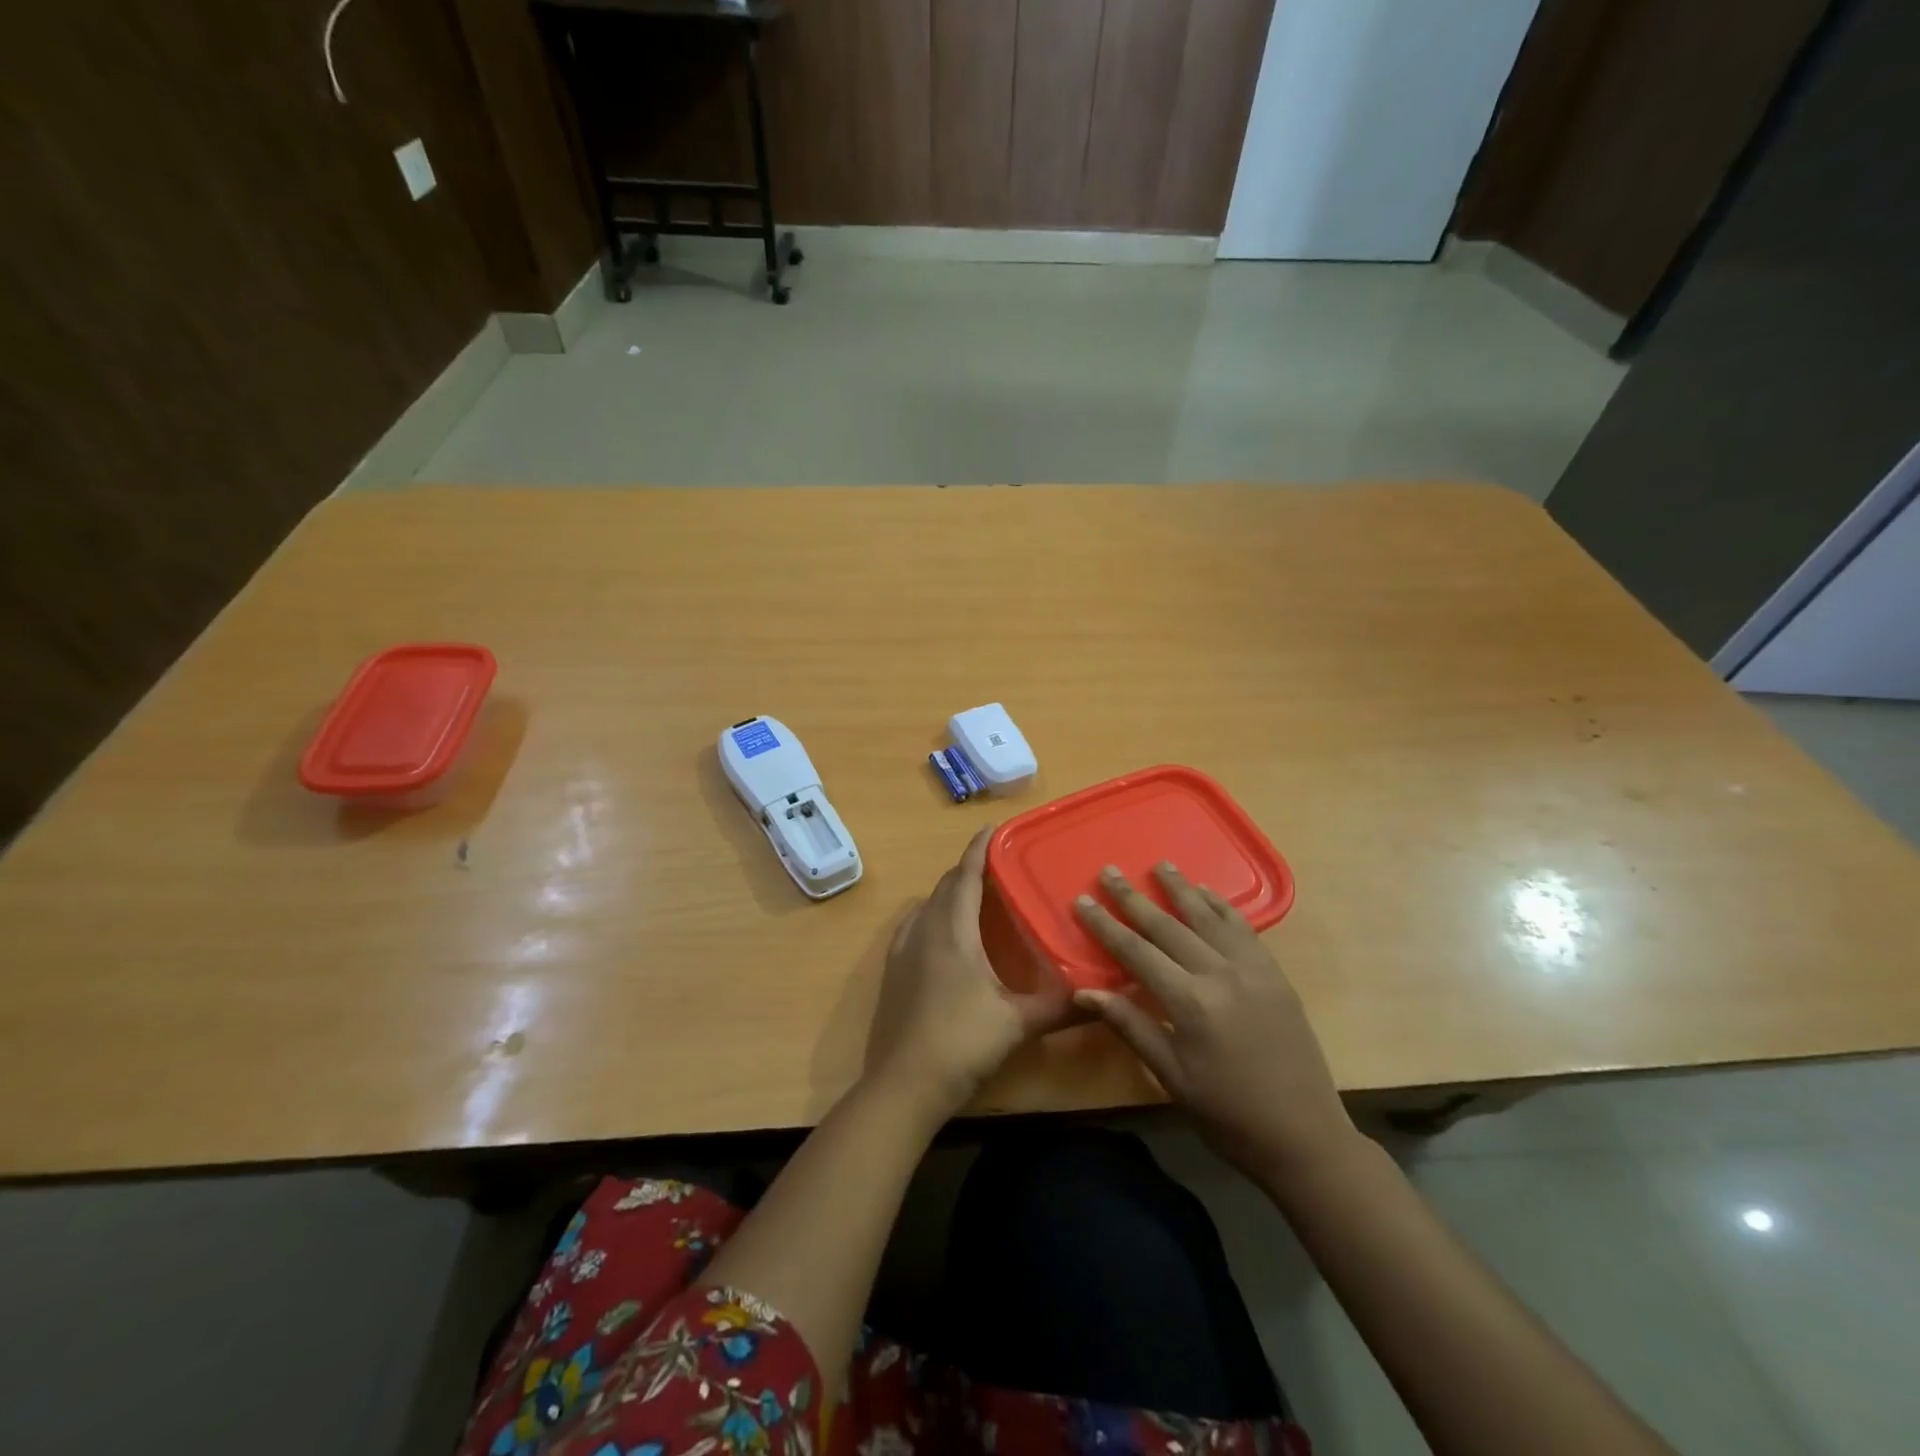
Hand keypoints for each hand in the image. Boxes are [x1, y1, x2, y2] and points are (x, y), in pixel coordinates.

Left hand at [864, 827, 1073, 1117]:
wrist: (902, 1086)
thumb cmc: (961, 1043)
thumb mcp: (1017, 1024)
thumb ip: (1059, 1006)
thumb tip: (1100, 995)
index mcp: (953, 932)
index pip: (966, 878)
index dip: (979, 851)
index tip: (992, 829)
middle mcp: (924, 931)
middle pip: (945, 887)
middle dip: (968, 871)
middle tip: (994, 867)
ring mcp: (902, 952)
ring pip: (926, 906)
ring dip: (948, 893)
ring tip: (972, 896)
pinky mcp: (891, 973)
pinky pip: (913, 927)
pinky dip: (931, 916)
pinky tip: (940, 934)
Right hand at [1074, 863, 1361, 1185]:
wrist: (1304, 1136)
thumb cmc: (1227, 1114)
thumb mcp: (1171, 1076)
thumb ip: (1130, 1026)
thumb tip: (1084, 992)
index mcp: (1190, 1003)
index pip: (1136, 952)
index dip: (1106, 925)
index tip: (1083, 900)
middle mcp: (1220, 975)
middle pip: (1168, 926)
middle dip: (1134, 898)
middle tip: (1109, 871)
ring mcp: (1252, 971)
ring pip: (1208, 918)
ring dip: (1181, 889)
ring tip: (1160, 865)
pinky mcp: (1275, 975)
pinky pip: (1245, 930)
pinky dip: (1223, 907)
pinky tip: (1208, 894)